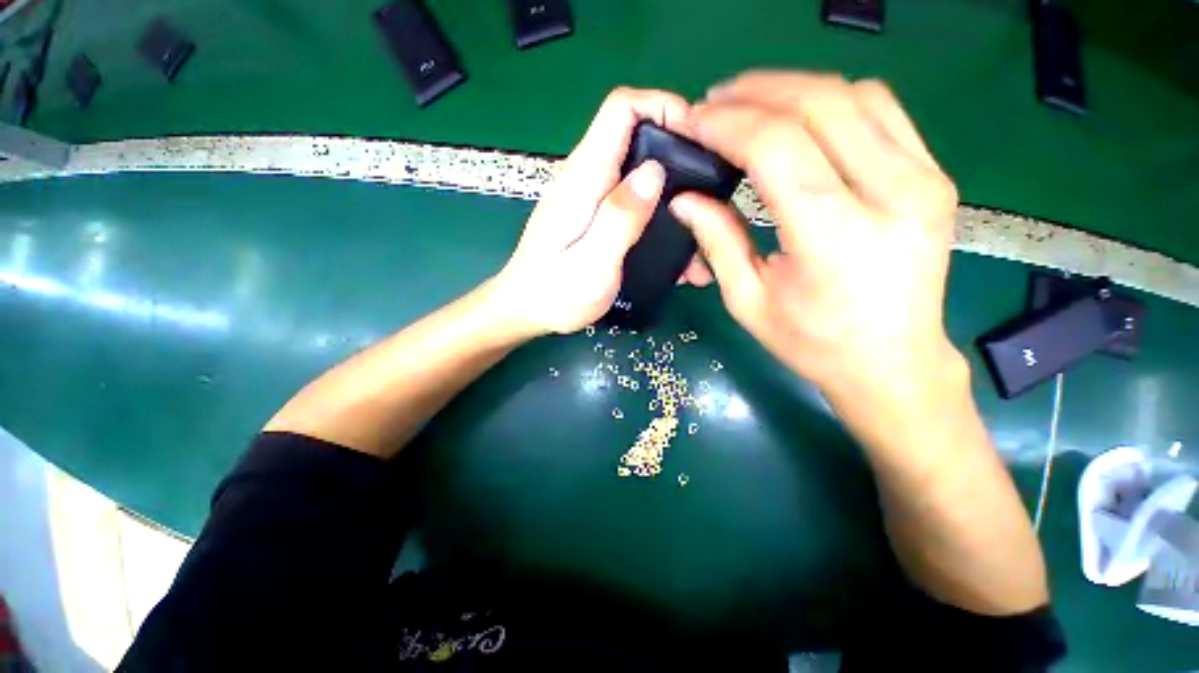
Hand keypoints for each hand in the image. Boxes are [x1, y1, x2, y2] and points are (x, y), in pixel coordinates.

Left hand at [493, 87, 710, 336]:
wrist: (527, 309)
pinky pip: (629, 196)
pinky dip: (654, 207)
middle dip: (676, 149)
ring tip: (696, 221)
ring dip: (669, 186)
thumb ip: (619, 217)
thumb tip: (653, 172)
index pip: (622, 109)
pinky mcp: (592, 214)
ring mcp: (588, 195)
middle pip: (635, 134)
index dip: (663, 106)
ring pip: (636, 168)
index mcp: (583, 178)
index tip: (697, 136)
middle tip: (707, 187)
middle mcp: (585, 177)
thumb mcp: (592, 262)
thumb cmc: (556, 293)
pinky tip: (669, 237)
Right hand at [670, 72, 962, 403]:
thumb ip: (718, 242)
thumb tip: (684, 199)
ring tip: (748, 102)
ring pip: (853, 95)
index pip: (777, 148)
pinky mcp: (934, 175)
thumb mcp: (749, 301)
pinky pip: (883, 110)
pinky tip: (800, 114)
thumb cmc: (813, 343)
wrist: (893, 362)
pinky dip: (833, 99)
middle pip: (818, 106)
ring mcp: (924, 179)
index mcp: (835, 237)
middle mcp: (891, 194)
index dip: (728, 125)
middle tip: (713, 103)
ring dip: (792, 88)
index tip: (693, 121)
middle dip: (755, 93)